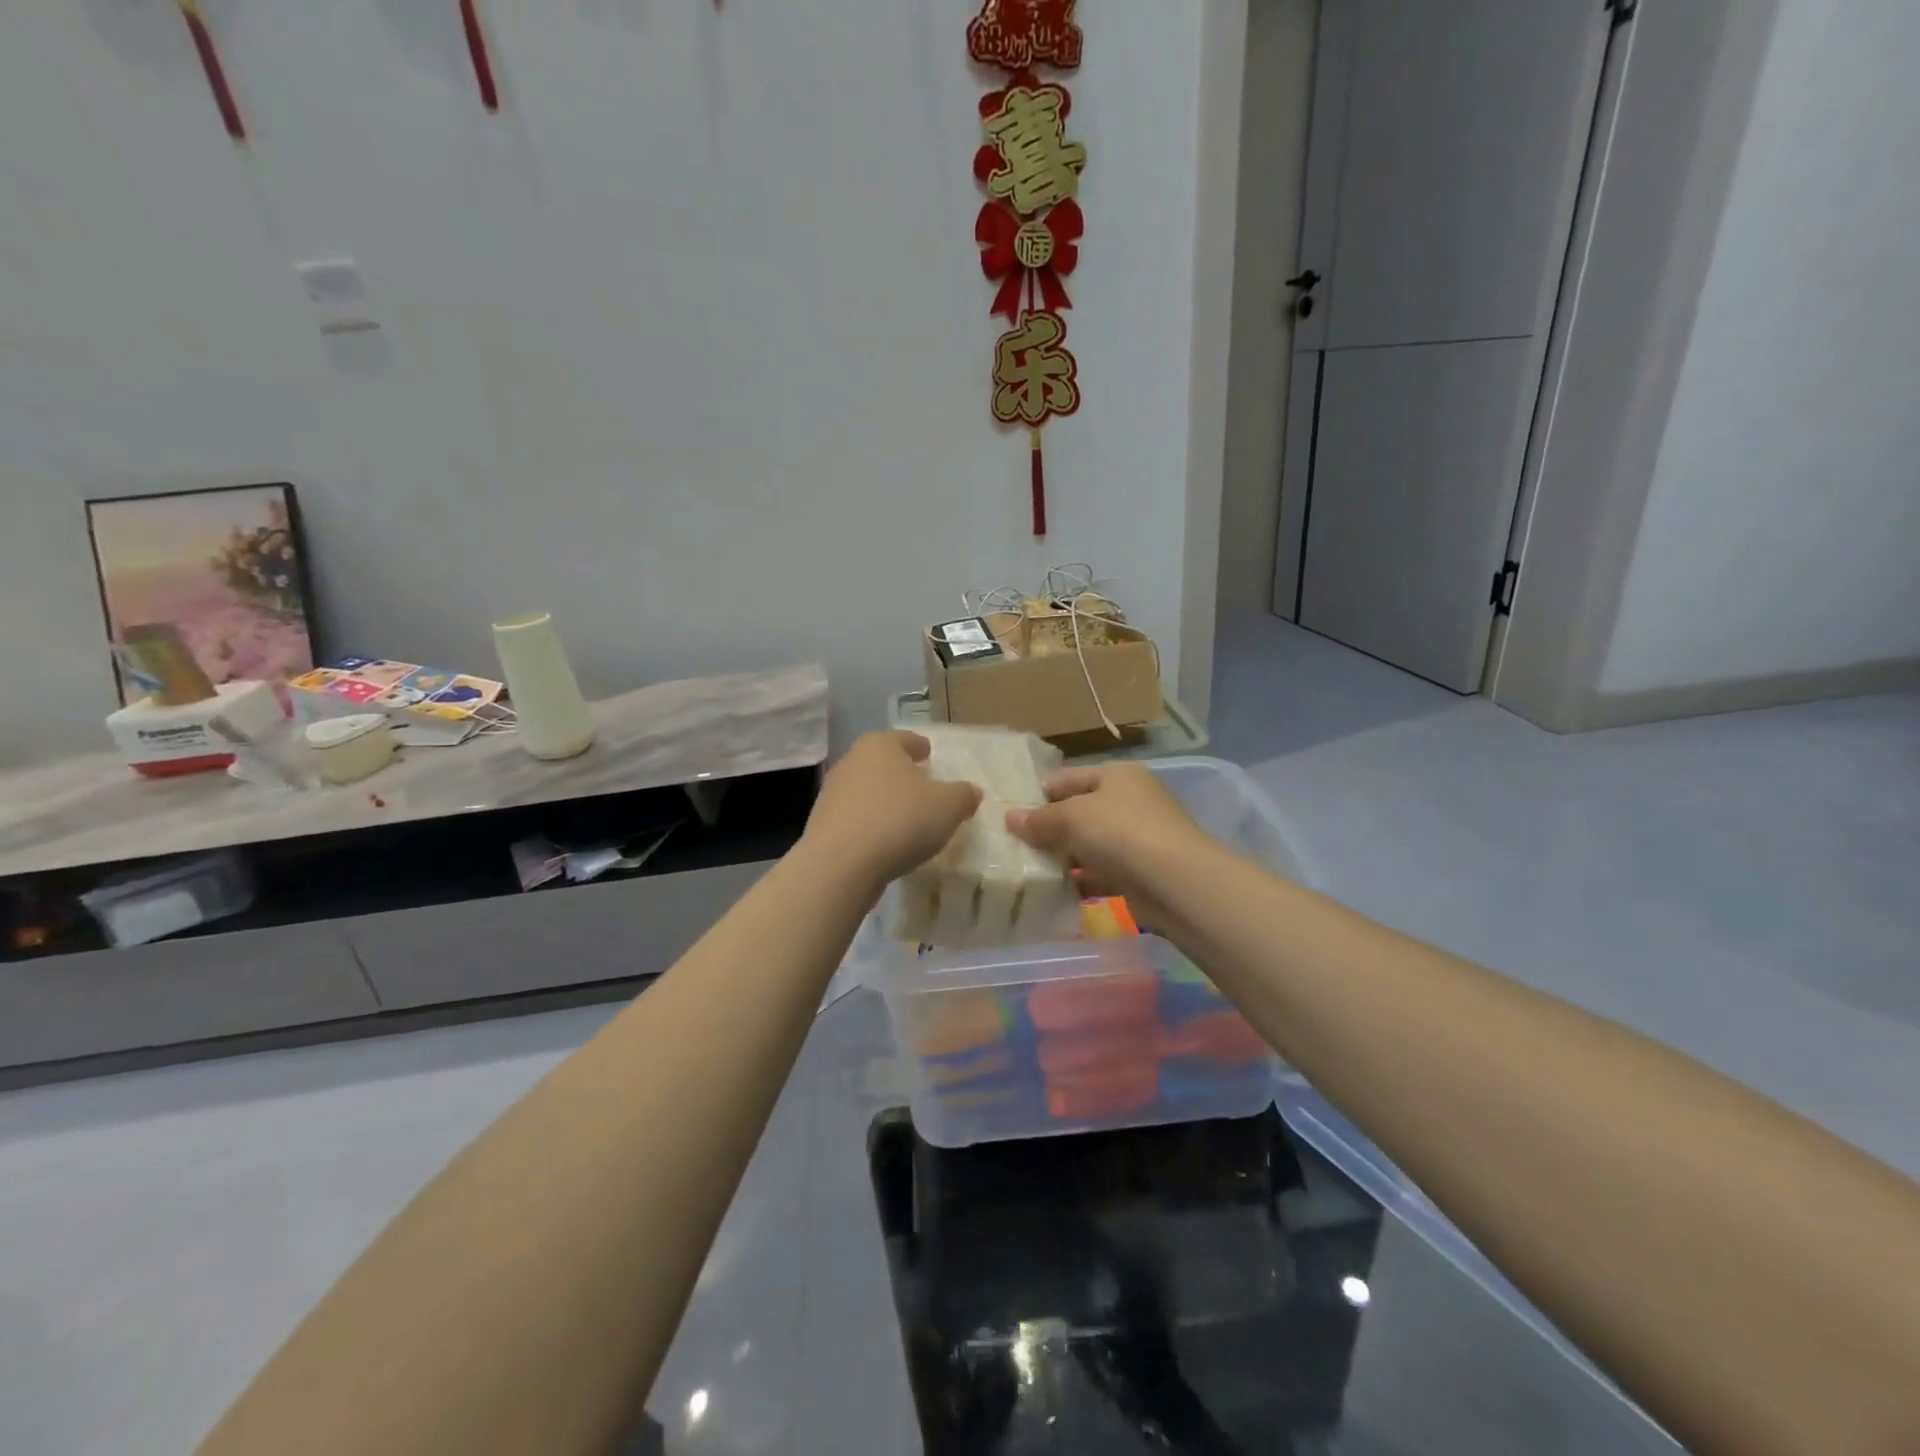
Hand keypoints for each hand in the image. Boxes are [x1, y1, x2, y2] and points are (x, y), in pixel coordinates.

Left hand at [802, 731, 982, 888]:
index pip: (905, 739)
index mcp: (880, 745)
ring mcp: (832, 794)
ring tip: (905, 819)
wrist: (841, 864)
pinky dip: (871, 825)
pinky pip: (855, 819)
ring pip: (866, 791)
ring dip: (884, 801)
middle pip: (882, 763)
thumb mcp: (948, 806)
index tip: (928, 754)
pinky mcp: (822, 825)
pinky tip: (885, 842)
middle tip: (921, 787)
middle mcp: (851, 762)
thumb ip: (963, 795)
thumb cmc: (900, 820)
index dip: (919, 747)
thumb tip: (971, 791)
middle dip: (901, 774)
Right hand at [1005, 762, 1211, 922]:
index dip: (1039, 795)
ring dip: (1065, 858)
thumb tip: (1010, 819)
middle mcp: (1130, 800)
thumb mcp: (1071, 818)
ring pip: (1091, 844)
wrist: (1175, 882)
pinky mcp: (1143, 872)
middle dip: (1051, 829)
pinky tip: (1058, 893)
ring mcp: (1140, 838)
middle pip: (1080, 812)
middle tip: (1017, 847)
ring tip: (1031, 872)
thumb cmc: (1120, 832)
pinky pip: (1104, 873)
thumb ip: (1039, 820)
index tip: (1012, 817)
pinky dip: (1084, 881)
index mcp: (1117, 775)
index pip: (1068, 778)